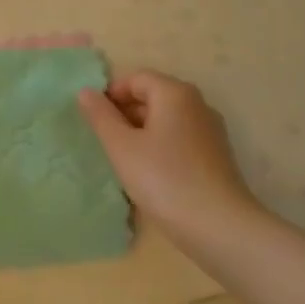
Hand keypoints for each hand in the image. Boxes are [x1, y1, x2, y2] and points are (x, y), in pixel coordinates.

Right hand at [78, 71, 258, 245]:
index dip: (111, 94)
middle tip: (104, 141)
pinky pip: (179, 139)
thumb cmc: (164, 179)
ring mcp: (210, 130)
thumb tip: (85, 91)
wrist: (218, 226)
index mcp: (175, 93)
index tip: (93, 120)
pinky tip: (149, 173)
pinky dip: (160, 147)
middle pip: (153, 95)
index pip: (136, 77)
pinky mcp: (216, 155)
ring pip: (166, 119)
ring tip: (122, 159)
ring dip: (141, 132)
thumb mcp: (122, 147)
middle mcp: (197, 104)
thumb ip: (101, 116)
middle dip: (124, 113)